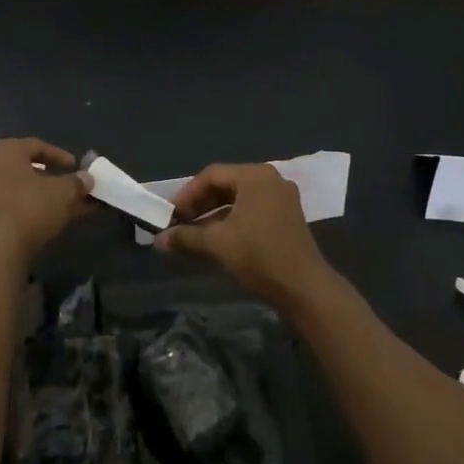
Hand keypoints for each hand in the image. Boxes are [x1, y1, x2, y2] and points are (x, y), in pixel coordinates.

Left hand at [0, 137, 91, 267]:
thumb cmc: (28, 209)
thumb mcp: (63, 193)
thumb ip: (77, 182)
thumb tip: (87, 178)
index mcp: (4, 151)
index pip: (37, 146)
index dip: (60, 156)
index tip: (77, 167)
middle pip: (28, 170)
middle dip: (55, 181)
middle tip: (74, 189)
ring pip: (22, 192)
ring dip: (46, 198)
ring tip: (71, 208)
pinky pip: (12, 208)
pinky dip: (32, 211)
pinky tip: (53, 222)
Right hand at [155, 163, 332, 309]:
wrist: (305, 288)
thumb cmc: (260, 256)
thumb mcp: (218, 244)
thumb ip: (186, 237)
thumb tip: (158, 240)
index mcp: (254, 176)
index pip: (212, 175)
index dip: (187, 194)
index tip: (171, 214)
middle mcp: (270, 179)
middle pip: (226, 184)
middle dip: (200, 203)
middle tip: (180, 222)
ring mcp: (281, 197)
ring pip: (238, 198)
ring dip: (214, 213)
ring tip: (194, 232)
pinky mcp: (287, 215)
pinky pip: (252, 208)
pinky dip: (232, 219)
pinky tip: (218, 237)